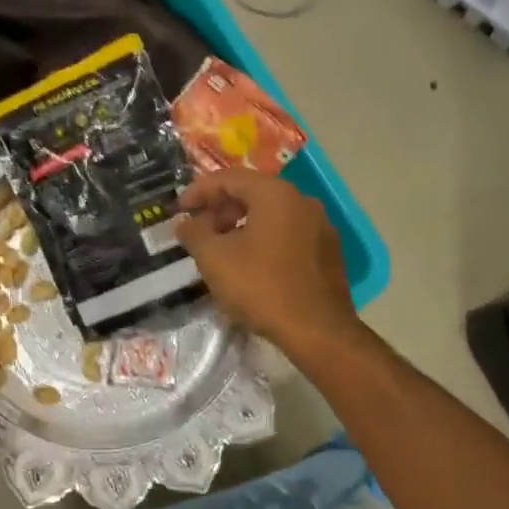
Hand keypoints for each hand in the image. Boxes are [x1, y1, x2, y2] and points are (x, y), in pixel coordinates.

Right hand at [174, 170, 358, 358]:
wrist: (317, 330)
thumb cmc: (261, 287)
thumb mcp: (214, 259)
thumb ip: (194, 233)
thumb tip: (186, 223)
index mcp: (276, 194)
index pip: (230, 178)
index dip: (199, 191)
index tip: (179, 209)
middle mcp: (303, 201)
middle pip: (254, 194)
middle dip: (221, 209)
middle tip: (200, 231)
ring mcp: (321, 227)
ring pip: (272, 215)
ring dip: (242, 226)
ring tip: (222, 251)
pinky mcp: (329, 252)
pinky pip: (289, 235)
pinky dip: (265, 240)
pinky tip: (252, 266)